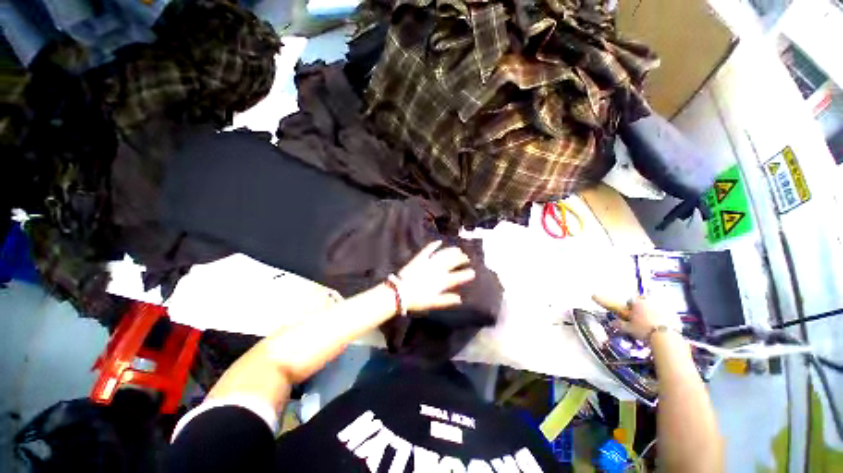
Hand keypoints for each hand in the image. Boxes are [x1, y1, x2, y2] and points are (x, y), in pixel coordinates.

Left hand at [395, 241, 475, 311]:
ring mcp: (429, 262)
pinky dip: (434, 245)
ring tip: (458, 249)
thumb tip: (459, 299)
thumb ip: (446, 300)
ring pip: (443, 254)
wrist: (400, 292)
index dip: (466, 274)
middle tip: (466, 257)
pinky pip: (428, 249)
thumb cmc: (417, 300)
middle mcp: (437, 269)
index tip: (473, 272)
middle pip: (452, 262)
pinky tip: (439, 241)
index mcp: (441, 281)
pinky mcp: (420, 258)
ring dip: (452, 251)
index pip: (457, 276)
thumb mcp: (433, 303)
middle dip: (461, 259)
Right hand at [592, 294, 678, 339]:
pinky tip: (663, 323)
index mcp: (638, 303)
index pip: (631, 299)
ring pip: (657, 304)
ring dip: (654, 309)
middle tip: (642, 313)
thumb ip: (620, 324)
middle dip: (643, 304)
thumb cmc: (644, 330)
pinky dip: (665, 316)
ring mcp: (664, 306)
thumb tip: (612, 323)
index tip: (630, 311)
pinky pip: (667, 312)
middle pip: (645, 299)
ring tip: (653, 319)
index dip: (630, 305)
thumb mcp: (629, 328)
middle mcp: (650, 301)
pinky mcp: (674, 312)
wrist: (665, 337)